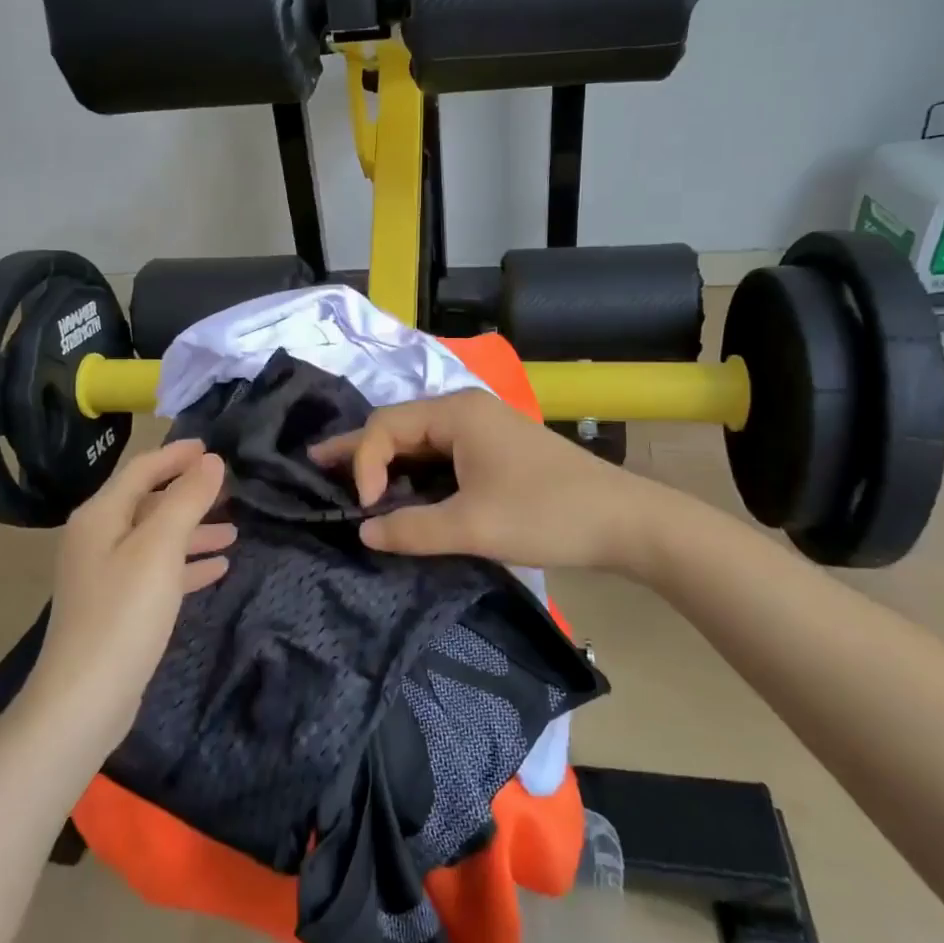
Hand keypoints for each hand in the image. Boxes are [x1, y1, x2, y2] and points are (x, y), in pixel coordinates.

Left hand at [30, 438, 233, 748]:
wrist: (84, 699)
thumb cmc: (123, 613)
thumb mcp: (160, 548)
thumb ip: (187, 499)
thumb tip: (211, 461)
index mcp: (101, 516)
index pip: (141, 470)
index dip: (176, 455)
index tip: (212, 447)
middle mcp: (98, 539)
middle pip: (149, 503)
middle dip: (189, 495)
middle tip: (229, 490)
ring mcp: (106, 575)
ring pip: (156, 539)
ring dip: (193, 532)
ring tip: (233, 532)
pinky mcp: (117, 607)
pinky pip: (157, 572)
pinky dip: (185, 565)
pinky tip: (217, 570)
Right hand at [310, 389, 652, 570]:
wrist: (626, 522)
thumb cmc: (546, 513)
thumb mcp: (473, 526)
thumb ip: (411, 529)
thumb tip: (364, 532)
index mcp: (457, 412)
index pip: (386, 427)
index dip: (363, 463)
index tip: (364, 509)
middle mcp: (465, 411)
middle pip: (398, 426)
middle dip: (360, 450)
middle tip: (317, 466)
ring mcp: (482, 430)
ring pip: (419, 442)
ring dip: (386, 462)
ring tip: (347, 480)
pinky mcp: (494, 452)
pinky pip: (440, 456)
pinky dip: (414, 472)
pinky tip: (398, 491)